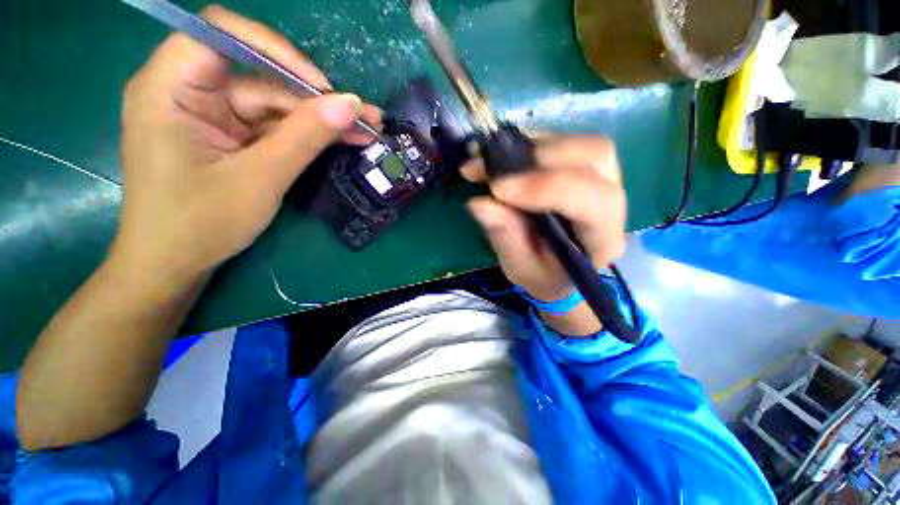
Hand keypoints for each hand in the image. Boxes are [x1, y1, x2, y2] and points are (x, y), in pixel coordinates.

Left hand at [113, 6, 381, 284]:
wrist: (175, 264)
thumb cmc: (200, 224)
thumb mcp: (260, 178)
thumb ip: (305, 137)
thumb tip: (351, 106)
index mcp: (170, 88)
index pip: (222, 34)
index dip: (276, 50)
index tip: (321, 87)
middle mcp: (188, 90)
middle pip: (260, 75)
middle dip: (314, 98)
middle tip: (364, 117)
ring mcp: (211, 115)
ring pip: (274, 104)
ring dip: (320, 119)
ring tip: (365, 131)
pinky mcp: (229, 136)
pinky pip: (273, 126)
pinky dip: (307, 135)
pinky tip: (340, 140)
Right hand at [461, 136, 626, 334]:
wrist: (556, 270)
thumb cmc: (543, 275)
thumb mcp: (520, 269)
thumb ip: (504, 238)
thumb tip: (478, 203)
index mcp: (603, 238)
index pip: (592, 200)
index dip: (545, 187)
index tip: (497, 188)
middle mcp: (610, 202)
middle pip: (595, 156)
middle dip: (539, 157)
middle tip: (492, 169)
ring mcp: (600, 179)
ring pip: (578, 142)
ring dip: (529, 146)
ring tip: (489, 160)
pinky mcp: (580, 168)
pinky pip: (559, 141)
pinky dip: (525, 143)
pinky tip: (499, 155)